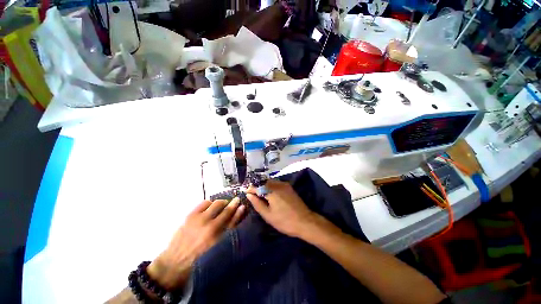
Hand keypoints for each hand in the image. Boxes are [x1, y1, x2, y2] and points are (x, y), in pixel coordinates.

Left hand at [147, 198, 244, 289]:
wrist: (175, 261)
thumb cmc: (200, 257)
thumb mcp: (217, 246)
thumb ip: (227, 231)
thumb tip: (237, 215)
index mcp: (216, 237)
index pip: (232, 219)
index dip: (238, 210)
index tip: (242, 204)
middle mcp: (209, 225)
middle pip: (225, 208)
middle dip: (231, 203)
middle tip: (233, 203)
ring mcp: (199, 219)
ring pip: (216, 203)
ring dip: (221, 203)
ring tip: (221, 207)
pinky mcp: (190, 215)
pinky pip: (204, 202)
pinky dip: (210, 203)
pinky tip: (210, 208)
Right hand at [247, 180, 315, 237]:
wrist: (305, 221)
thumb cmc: (284, 221)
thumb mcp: (268, 215)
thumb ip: (257, 203)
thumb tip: (249, 195)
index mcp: (272, 191)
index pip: (257, 186)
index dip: (251, 189)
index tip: (246, 192)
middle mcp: (278, 184)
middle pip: (264, 182)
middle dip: (257, 187)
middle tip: (253, 195)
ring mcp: (285, 185)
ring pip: (270, 182)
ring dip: (264, 186)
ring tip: (260, 195)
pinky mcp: (289, 187)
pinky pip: (277, 183)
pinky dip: (271, 187)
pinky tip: (270, 194)